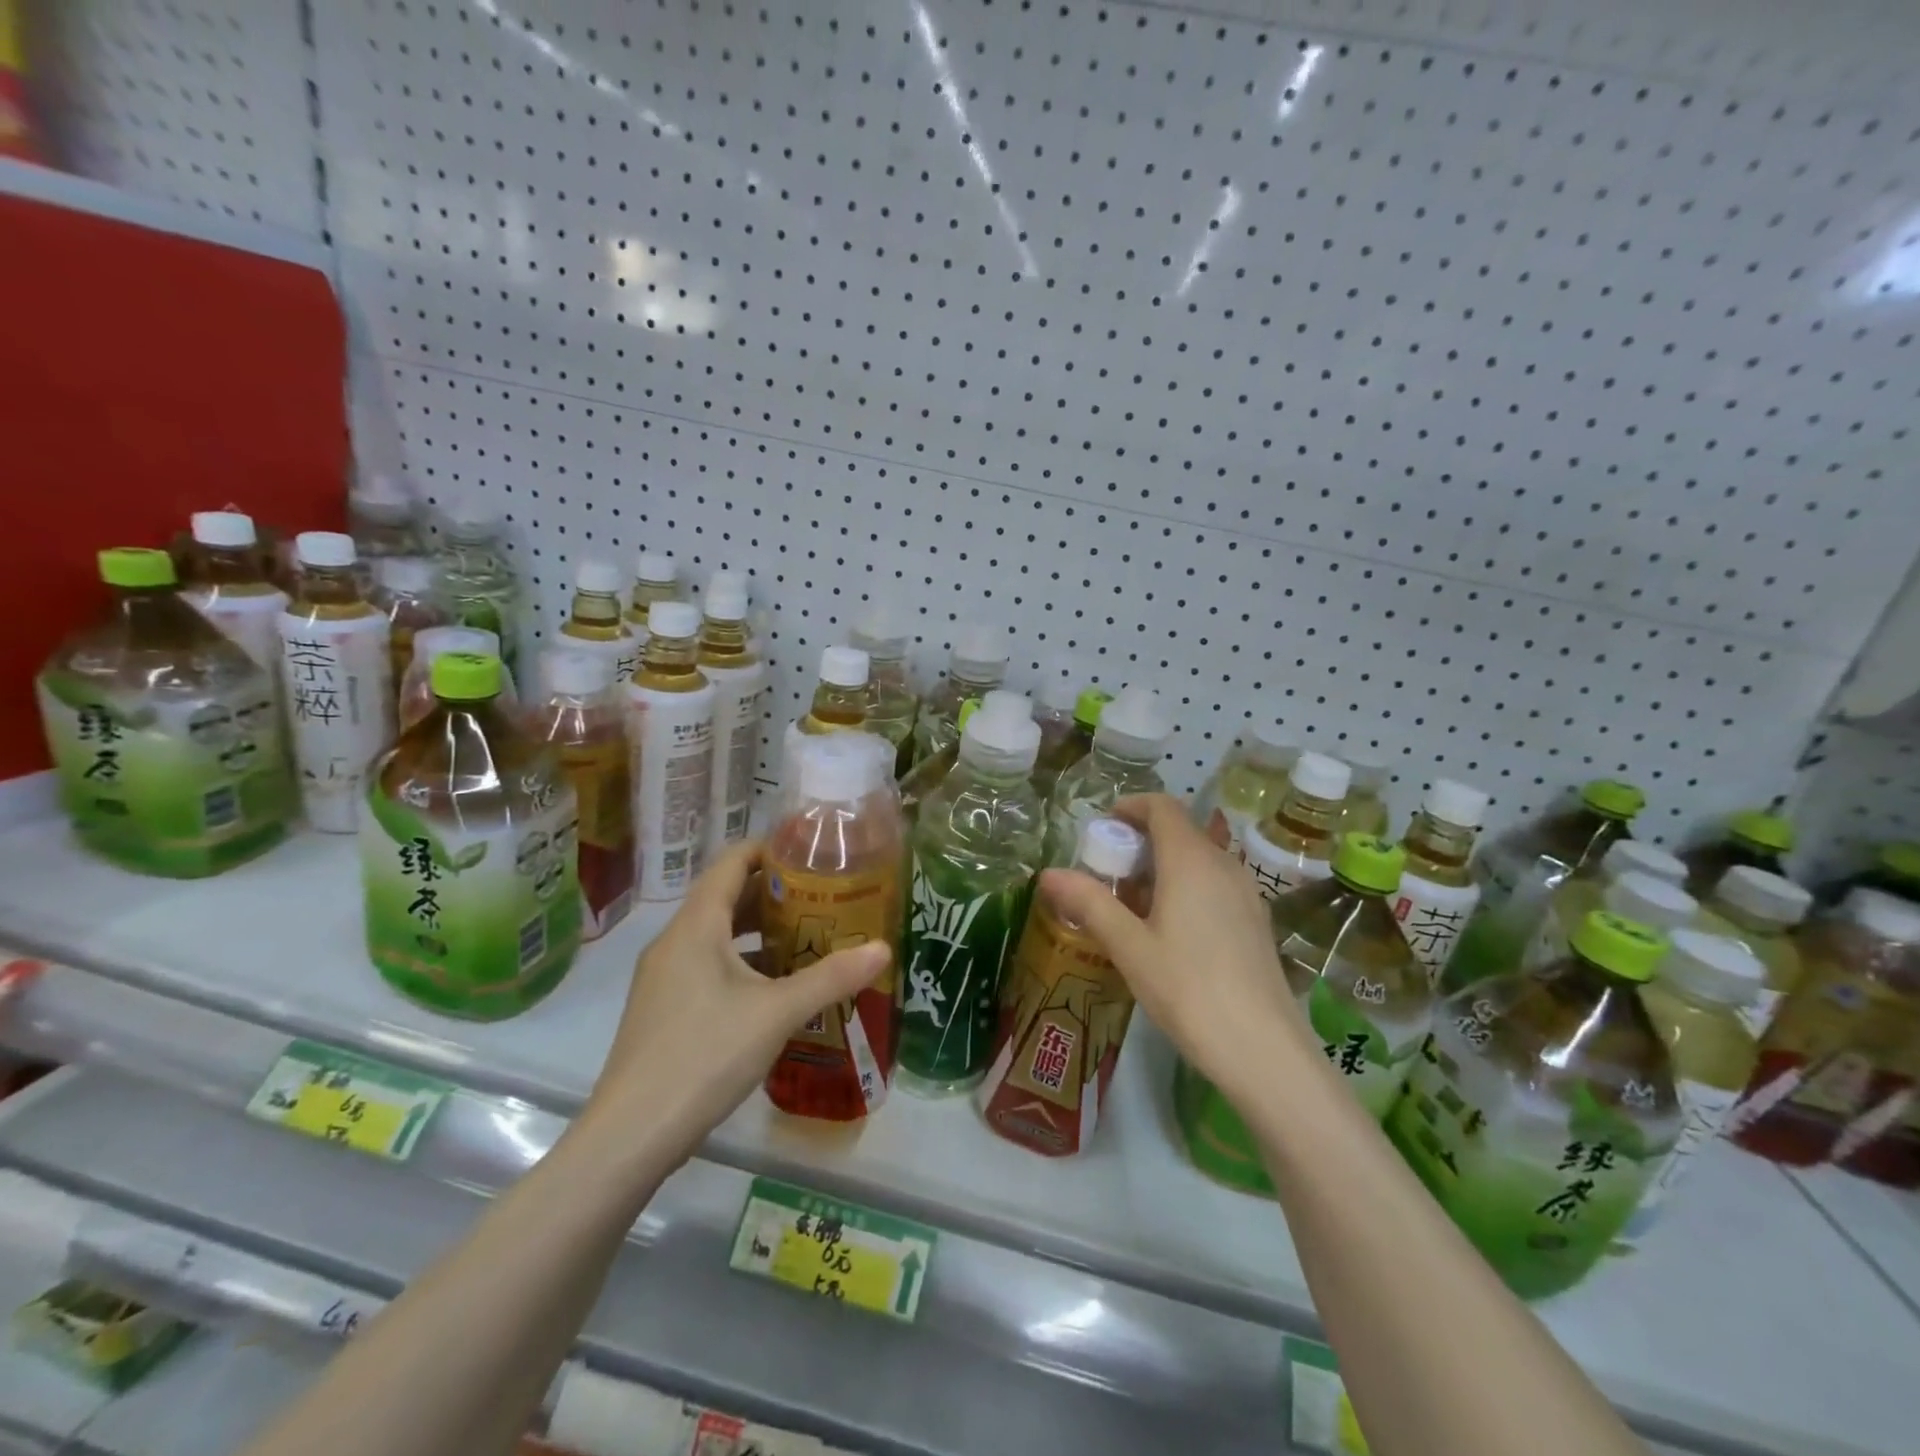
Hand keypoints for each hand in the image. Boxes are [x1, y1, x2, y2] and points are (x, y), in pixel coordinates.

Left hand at [585, 841, 888, 1161]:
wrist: (631, 1136)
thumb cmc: (705, 1055)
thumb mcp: (777, 1013)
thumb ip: (832, 977)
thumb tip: (883, 948)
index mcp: (696, 926)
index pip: (731, 862)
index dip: (770, 849)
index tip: (812, 852)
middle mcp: (675, 942)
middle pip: (725, 896)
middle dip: (773, 892)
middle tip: (824, 895)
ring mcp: (665, 977)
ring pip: (717, 935)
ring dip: (759, 930)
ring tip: (808, 934)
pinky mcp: (665, 1009)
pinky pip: (708, 965)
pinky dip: (743, 963)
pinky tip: (776, 987)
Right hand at [1037, 794, 1310, 1098]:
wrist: (1263, 1050)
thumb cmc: (1188, 990)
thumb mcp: (1129, 946)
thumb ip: (1089, 903)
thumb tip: (1048, 873)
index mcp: (1191, 860)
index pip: (1162, 806)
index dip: (1130, 807)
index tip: (1103, 827)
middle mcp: (1223, 864)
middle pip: (1179, 831)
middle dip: (1140, 842)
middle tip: (1107, 874)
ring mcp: (1246, 892)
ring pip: (1198, 859)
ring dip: (1163, 866)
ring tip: (1133, 905)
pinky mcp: (1256, 920)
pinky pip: (1215, 883)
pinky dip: (1186, 886)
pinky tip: (1170, 930)